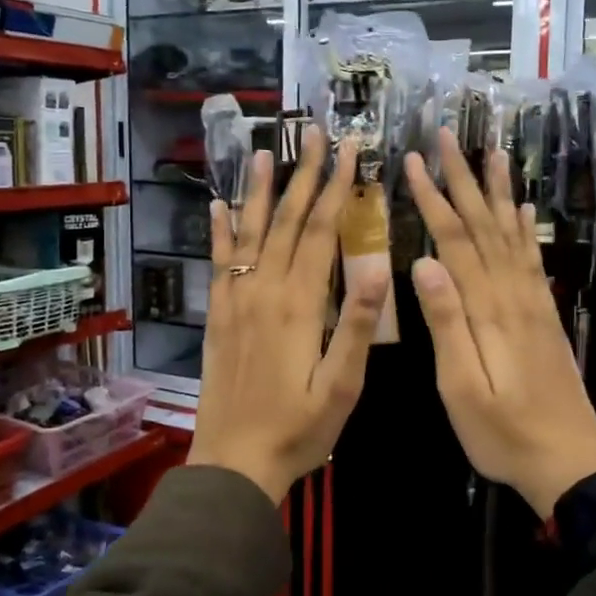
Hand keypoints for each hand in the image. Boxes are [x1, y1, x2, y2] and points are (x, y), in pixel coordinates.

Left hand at [187, 127, 389, 502]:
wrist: (234, 462)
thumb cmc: (299, 429)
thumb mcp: (343, 385)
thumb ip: (358, 324)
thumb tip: (378, 264)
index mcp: (300, 304)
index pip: (319, 232)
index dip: (335, 189)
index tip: (348, 152)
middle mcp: (264, 291)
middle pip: (284, 221)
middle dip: (302, 175)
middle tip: (312, 133)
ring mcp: (236, 301)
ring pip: (248, 233)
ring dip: (257, 191)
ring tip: (264, 152)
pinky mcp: (218, 316)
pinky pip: (218, 264)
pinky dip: (218, 232)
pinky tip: (218, 207)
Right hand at [404, 130, 595, 516]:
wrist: (570, 462)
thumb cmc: (503, 434)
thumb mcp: (462, 388)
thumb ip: (446, 324)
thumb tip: (425, 262)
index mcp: (487, 310)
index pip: (455, 240)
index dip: (434, 198)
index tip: (414, 161)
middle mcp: (513, 294)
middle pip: (485, 225)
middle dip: (464, 179)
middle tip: (448, 136)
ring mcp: (533, 303)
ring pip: (511, 234)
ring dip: (498, 191)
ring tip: (493, 152)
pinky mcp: (544, 315)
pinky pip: (532, 259)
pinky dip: (523, 228)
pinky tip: (521, 209)